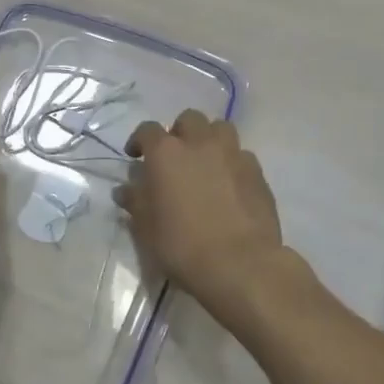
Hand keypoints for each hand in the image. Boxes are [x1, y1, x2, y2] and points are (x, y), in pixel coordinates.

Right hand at [117, 109, 283, 305]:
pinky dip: (231, 162)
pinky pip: (241, 155)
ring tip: (204, 163)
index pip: (147, 130)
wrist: (240, 263)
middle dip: (179, 132)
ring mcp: (233, 155)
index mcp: (166, 153)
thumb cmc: (182, 244)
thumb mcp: (146, 227)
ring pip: (220, 129)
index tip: (135, 156)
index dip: (139, 140)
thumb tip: (125, 190)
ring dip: (209, 139)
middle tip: (174, 157)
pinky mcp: (257, 173)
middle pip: (188, 119)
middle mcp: (200, 143)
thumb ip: (135, 201)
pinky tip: (228, 184)